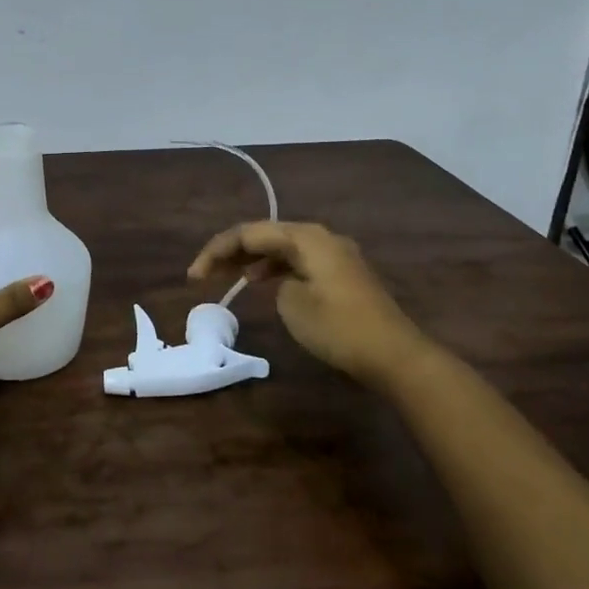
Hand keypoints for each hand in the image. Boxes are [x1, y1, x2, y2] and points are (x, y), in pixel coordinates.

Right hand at [188, 221, 427, 381]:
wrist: (394, 355)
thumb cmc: (339, 327)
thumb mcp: (293, 304)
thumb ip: (276, 282)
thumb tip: (282, 281)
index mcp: (306, 237)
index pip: (249, 233)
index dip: (217, 251)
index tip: (194, 276)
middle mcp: (320, 237)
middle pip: (265, 235)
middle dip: (231, 251)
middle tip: (203, 273)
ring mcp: (334, 254)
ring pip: (281, 247)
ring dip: (252, 259)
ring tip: (226, 276)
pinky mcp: (342, 274)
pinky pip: (297, 260)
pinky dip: (274, 268)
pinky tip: (261, 282)